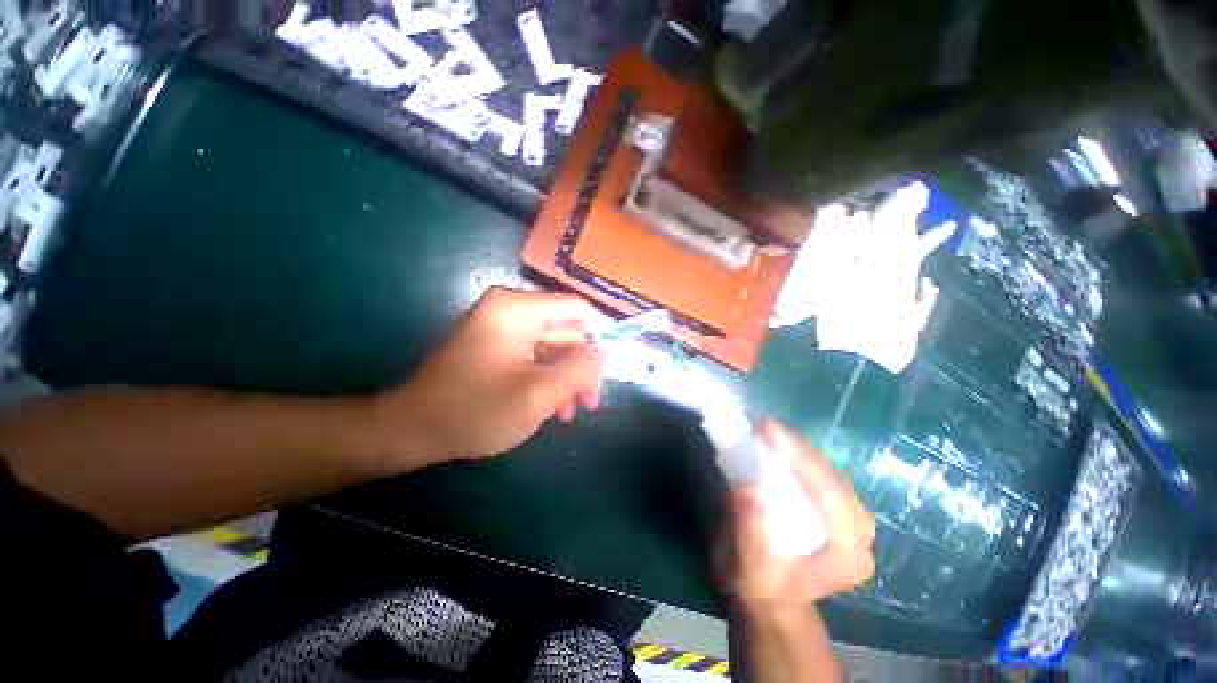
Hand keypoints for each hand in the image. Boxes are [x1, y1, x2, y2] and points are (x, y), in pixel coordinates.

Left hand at [373, 287, 608, 467]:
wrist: (414, 429)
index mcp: (518, 310)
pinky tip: (552, 406)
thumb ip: (579, 369)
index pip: (577, 309)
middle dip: (581, 366)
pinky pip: (535, 355)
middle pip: (566, 330)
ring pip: (553, 346)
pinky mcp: (497, 344)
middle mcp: (511, 309)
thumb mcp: (539, 394)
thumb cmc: (476, 410)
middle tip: (591, 402)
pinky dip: (547, 377)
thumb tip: (601, 352)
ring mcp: (502, 326)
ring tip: (571, 412)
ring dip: (566, 377)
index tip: (613, 366)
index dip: (601, 334)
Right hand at [725, 421, 875, 608]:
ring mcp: (858, 525)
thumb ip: (750, 536)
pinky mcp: (845, 515)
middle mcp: (863, 538)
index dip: (801, 459)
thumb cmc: (760, 587)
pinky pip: (827, 477)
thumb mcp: (749, 571)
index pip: (832, 496)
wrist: (774, 599)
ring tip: (773, 435)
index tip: (769, 430)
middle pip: (835, 480)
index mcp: (848, 557)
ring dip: (802, 452)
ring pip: (833, 475)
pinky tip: (784, 449)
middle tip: (767, 428)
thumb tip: (748, 492)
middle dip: (800, 450)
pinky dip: (804, 459)